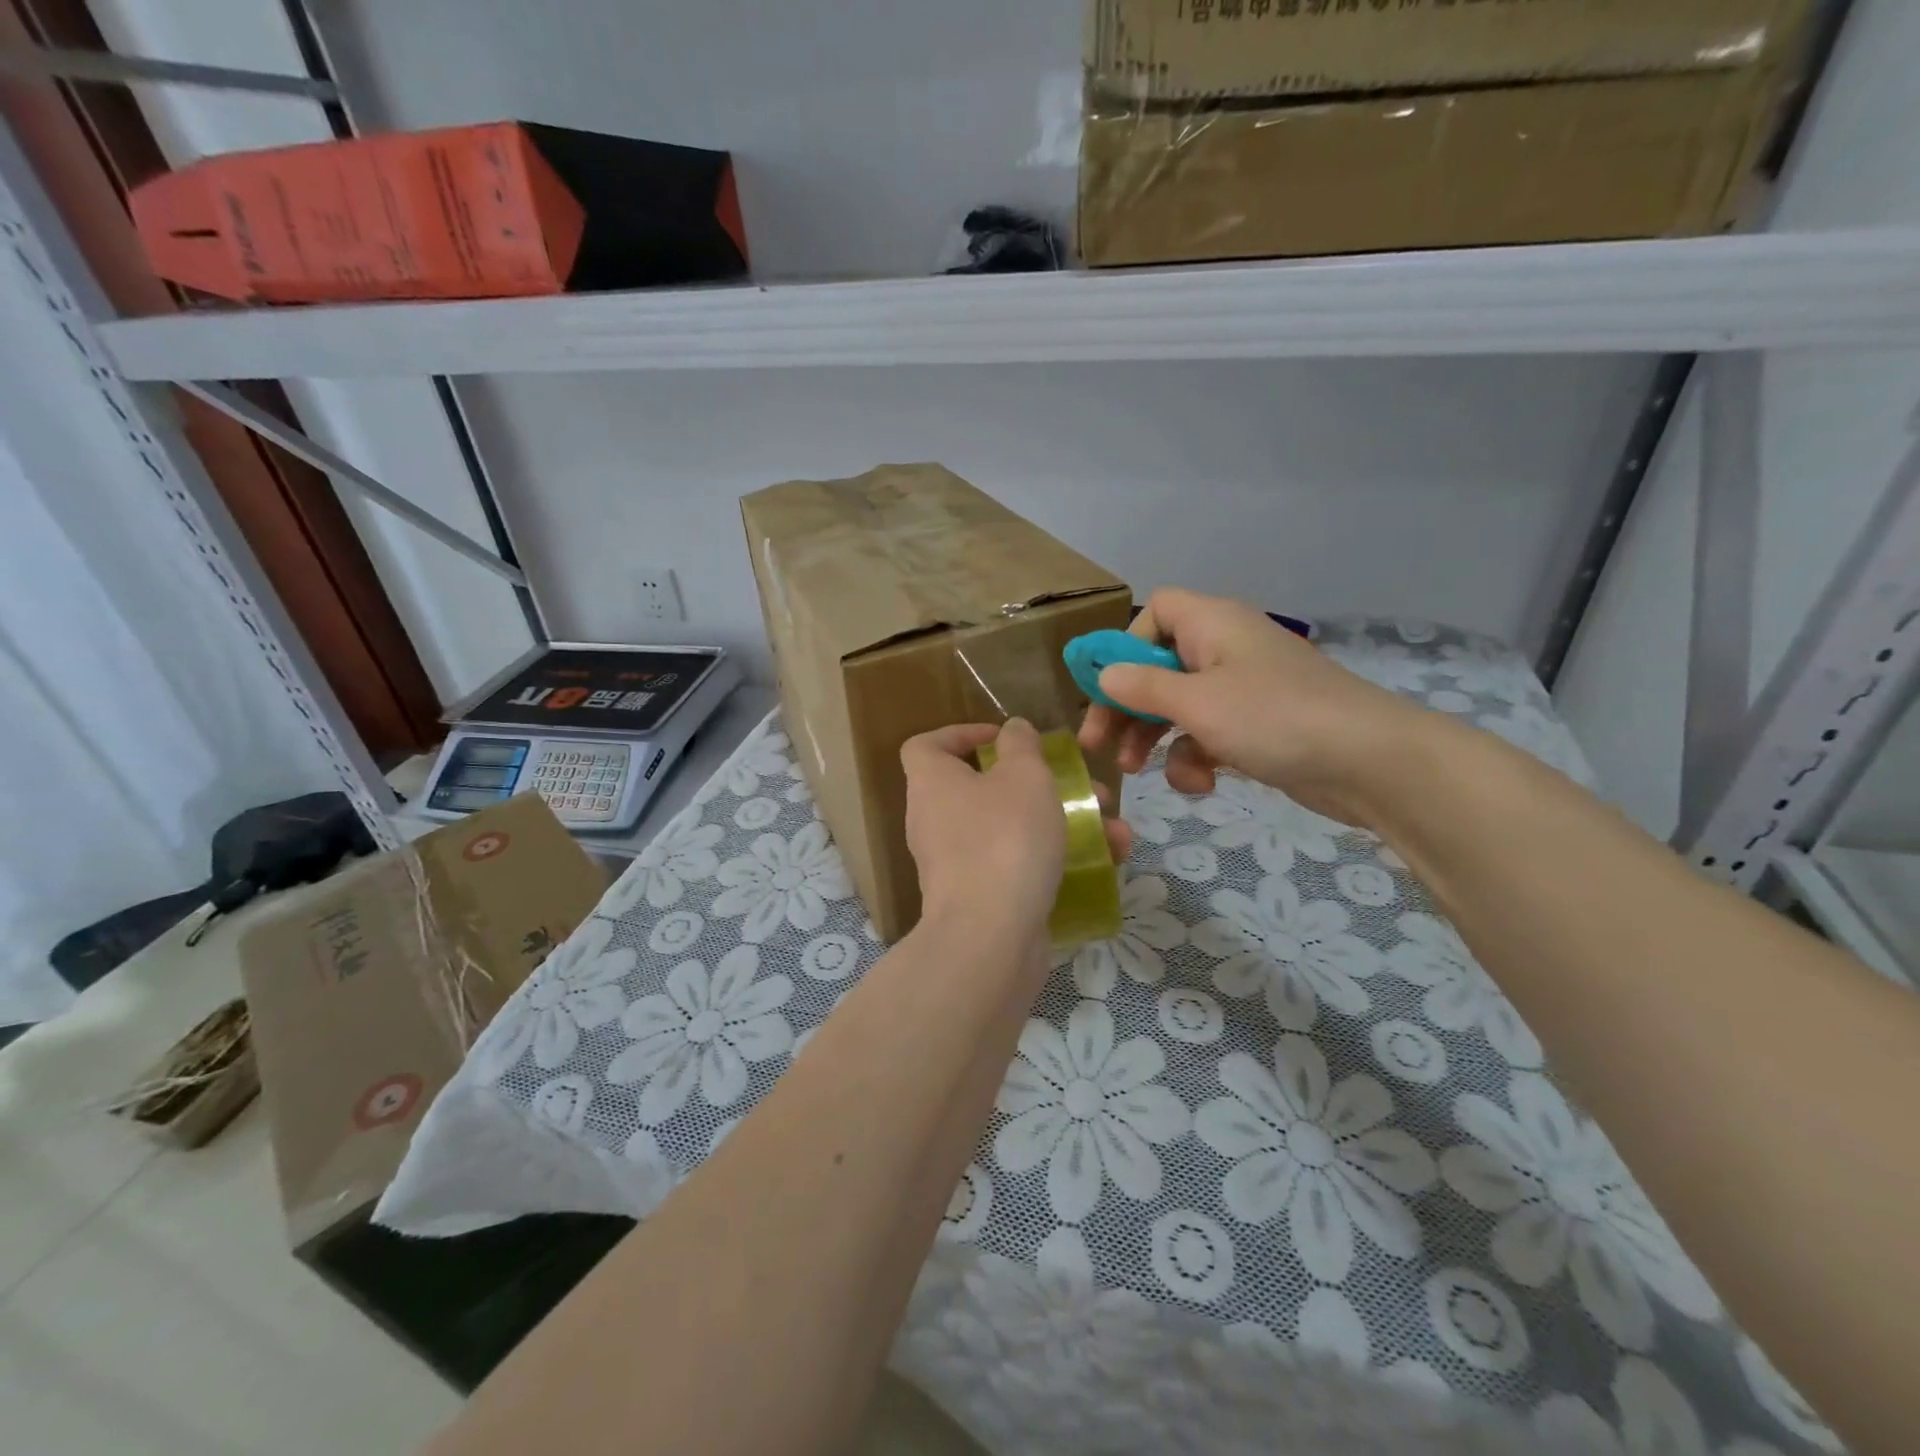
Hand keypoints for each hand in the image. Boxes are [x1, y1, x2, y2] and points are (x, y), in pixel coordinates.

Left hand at [902, 720, 1131, 953]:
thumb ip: (1021, 744)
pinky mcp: (979, 899)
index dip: (961, 734)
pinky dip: (1055, 860)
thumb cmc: (1005, 838)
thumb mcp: (1024, 776)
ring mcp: (955, 864)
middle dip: (1041, 785)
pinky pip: (1017, 866)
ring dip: (1062, 823)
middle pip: (983, 788)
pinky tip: (1105, 863)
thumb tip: (1012, 730)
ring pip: (1011, 829)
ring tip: (1113, 830)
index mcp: (932, 783)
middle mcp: (935, 821)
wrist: (990, 937)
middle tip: (1084, 787)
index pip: (926, 745)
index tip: (1004, 739)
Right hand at [1078, 588, 1430, 829]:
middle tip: (1100, 744)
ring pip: (1179, 705)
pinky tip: (1202, 784)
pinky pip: (1209, 732)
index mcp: (1211, 624)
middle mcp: (1225, 648)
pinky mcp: (1258, 726)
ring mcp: (1244, 688)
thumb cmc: (1274, 717)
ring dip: (1155, 738)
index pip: (1156, 611)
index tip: (1106, 686)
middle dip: (1127, 707)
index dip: (1126, 644)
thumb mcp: (1197, 702)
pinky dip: (1197, 757)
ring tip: (1139, 772)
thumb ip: (1142, 686)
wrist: (1370, 762)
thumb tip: (1104, 673)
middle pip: (1158, 666)